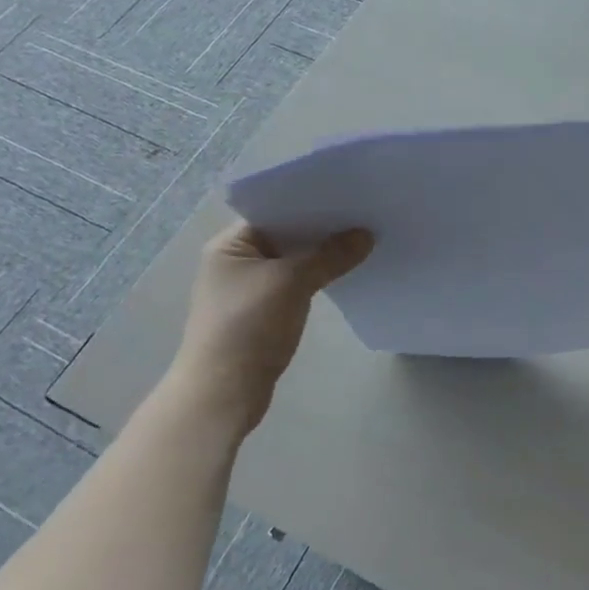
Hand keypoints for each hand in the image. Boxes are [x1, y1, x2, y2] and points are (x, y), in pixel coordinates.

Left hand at [169, 223, 373, 436]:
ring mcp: (248, 288)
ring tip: (362, 240)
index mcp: (230, 245)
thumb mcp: (292, 283)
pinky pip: (294, 283)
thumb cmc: (248, 327)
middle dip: (322, 229)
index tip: (349, 196)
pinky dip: (316, 277)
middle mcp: (236, 261)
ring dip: (321, 255)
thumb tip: (366, 234)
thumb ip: (330, 256)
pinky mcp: (262, 312)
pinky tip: (344, 273)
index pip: (275, 211)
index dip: (311, 203)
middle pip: (286, 235)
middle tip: (364, 215)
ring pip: (293, 261)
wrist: (222, 393)